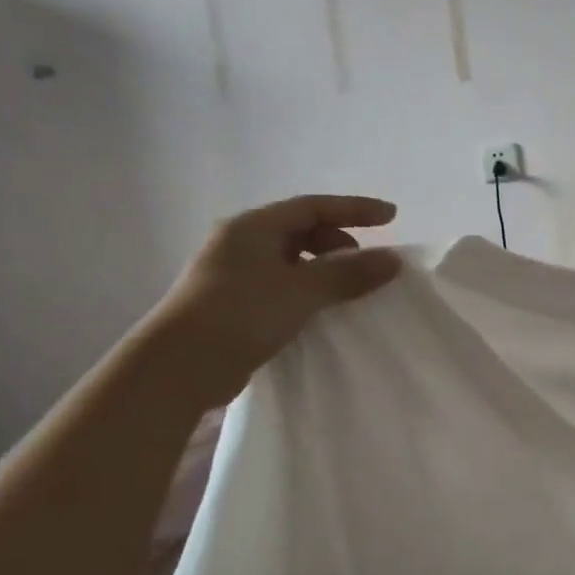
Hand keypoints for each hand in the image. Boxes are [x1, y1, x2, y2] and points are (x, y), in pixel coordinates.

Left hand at [140, 195, 401, 410]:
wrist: (180, 367)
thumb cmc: (241, 314)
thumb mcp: (302, 290)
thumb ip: (349, 273)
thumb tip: (393, 259)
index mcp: (252, 227)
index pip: (313, 207)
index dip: (355, 209)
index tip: (392, 217)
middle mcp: (241, 243)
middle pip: (302, 230)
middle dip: (339, 242)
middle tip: (365, 264)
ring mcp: (235, 274)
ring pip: (292, 259)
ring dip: (325, 268)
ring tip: (348, 290)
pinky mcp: (235, 303)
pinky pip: (283, 284)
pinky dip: (309, 289)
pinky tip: (322, 310)